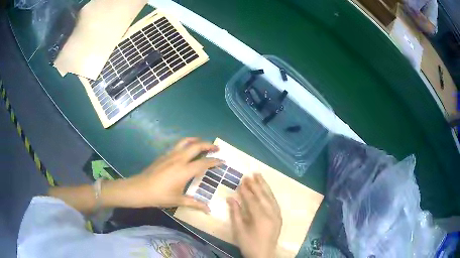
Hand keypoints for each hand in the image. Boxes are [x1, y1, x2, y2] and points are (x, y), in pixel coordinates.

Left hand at [102, 138, 220, 211]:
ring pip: (185, 142)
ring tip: (202, 143)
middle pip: (196, 146)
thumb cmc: (160, 196)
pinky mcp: (163, 155)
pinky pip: (177, 145)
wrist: (139, 189)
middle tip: (216, 148)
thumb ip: (195, 203)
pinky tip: (186, 151)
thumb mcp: (178, 200)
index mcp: (185, 171)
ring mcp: (170, 155)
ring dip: (196, 140)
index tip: (223, 161)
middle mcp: (179, 159)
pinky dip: (186, 144)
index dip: (215, 161)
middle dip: (208, 145)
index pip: (204, 162)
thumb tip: (209, 210)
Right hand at [227, 174, 281, 257]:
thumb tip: (230, 198)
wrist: (263, 254)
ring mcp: (277, 215)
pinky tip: (266, 189)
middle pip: (263, 196)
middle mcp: (271, 213)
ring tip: (259, 176)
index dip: (246, 191)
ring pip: (271, 197)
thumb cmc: (249, 243)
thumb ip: (235, 213)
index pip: (252, 200)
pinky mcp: (279, 217)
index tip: (241, 181)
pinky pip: (275, 202)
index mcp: (260, 217)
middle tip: (250, 175)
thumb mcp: (239, 230)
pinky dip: (270, 194)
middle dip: (256, 185)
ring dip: (265, 186)